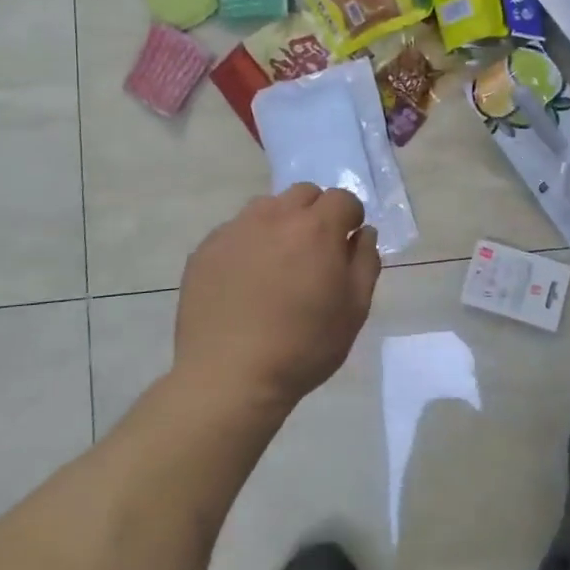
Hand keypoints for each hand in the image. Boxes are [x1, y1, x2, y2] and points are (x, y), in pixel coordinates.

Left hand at [174, 185, 381, 413]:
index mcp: (316, 229)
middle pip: (304, 193)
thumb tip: (363, 233)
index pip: (342, 199)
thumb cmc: (303, 346)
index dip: (350, 219)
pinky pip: (235, 231)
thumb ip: (365, 262)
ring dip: (281, 224)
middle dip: (316, 213)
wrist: (229, 376)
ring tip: (277, 264)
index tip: (346, 246)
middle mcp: (274, 217)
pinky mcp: (205, 249)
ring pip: (267, 207)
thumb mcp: (354, 310)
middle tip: (314, 253)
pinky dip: (248, 244)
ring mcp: (234, 230)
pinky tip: (245, 282)